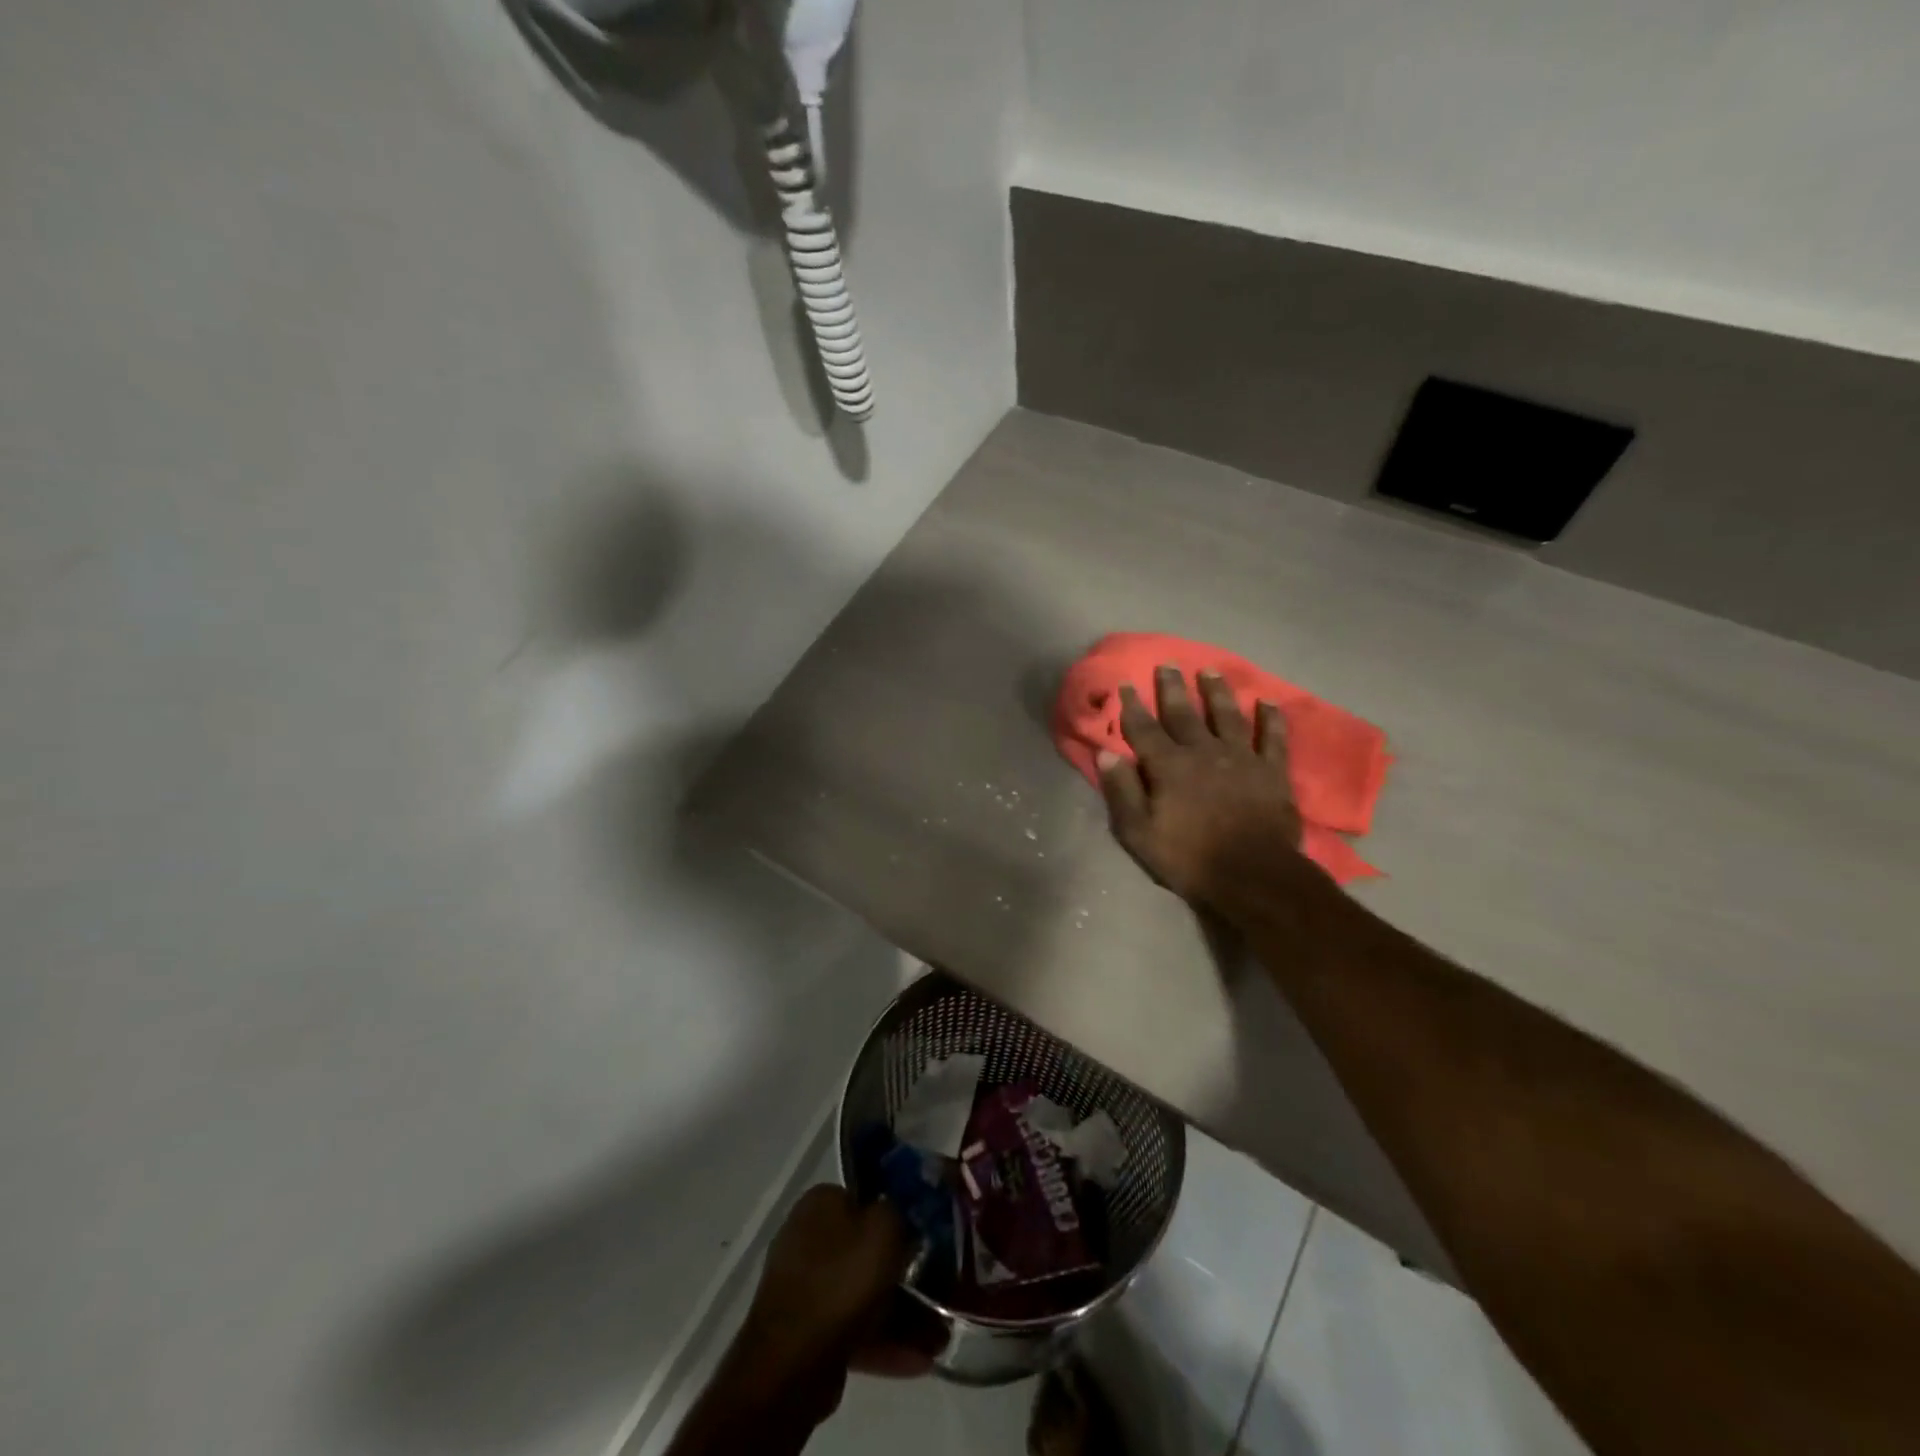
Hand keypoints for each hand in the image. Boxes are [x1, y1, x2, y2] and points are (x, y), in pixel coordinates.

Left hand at [738, 1186, 941, 1385]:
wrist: (790, 1363)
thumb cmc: (841, 1280)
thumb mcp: (884, 1228)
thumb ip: (898, 1211)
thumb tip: (899, 1213)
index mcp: (820, 1203)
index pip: (866, 1198)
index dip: (897, 1215)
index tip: (924, 1237)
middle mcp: (806, 1237)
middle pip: (865, 1249)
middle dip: (904, 1273)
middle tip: (938, 1290)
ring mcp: (803, 1286)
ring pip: (862, 1292)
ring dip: (900, 1313)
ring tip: (939, 1337)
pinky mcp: (805, 1331)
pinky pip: (851, 1327)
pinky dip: (882, 1341)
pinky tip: (919, 1360)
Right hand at [1097, 666, 1306, 908]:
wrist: (1253, 875)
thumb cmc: (1189, 857)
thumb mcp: (1139, 832)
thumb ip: (1122, 791)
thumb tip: (1106, 753)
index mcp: (1169, 766)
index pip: (1144, 729)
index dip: (1132, 706)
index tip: (1125, 683)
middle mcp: (1203, 751)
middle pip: (1184, 713)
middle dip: (1172, 688)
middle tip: (1167, 664)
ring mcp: (1241, 758)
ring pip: (1227, 716)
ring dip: (1217, 692)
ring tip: (1210, 671)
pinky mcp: (1272, 771)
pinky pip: (1273, 737)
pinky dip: (1271, 719)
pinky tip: (1268, 702)